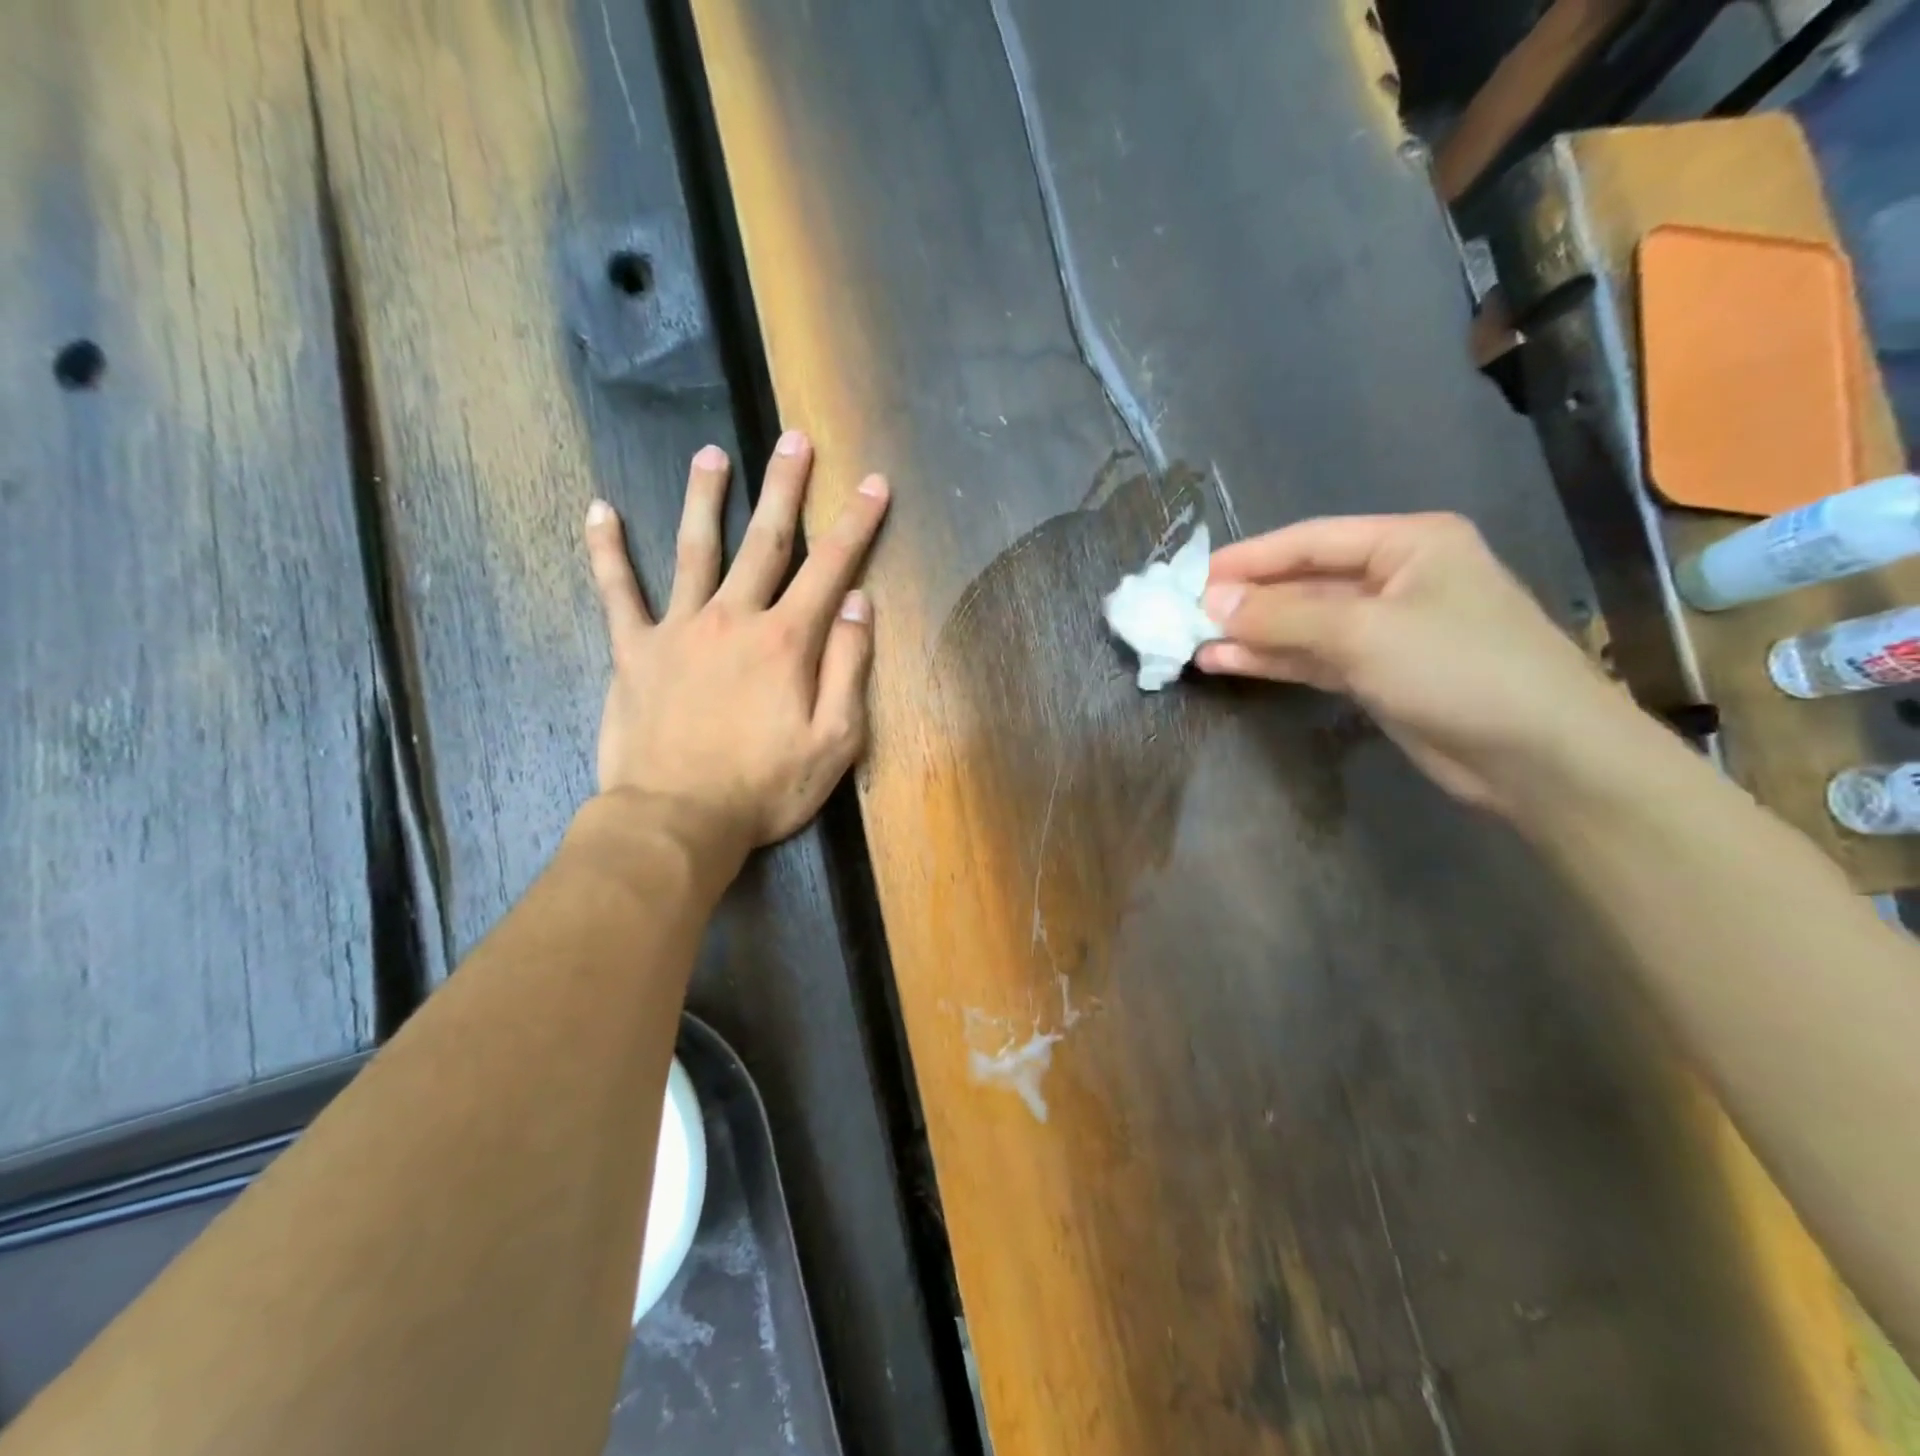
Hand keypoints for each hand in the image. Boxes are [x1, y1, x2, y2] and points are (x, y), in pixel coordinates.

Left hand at [582, 433, 889, 873]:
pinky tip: (599, 510)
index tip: (872, 483)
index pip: (831, 567)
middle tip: (793, 438)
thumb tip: (858, 602)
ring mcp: (678, 629)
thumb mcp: (835, 740)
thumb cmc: (766, 788)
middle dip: (785, 487)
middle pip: (765, 540)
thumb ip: (848, 667)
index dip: (856, 522)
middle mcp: (734, 618)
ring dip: (705, 497)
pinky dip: (607, 550)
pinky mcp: (633, 650)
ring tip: (711, 453)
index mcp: (786, 641)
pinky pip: (617, 592)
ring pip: (694, 549)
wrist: (677, 820)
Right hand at [1197, 512, 1632, 816]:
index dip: (1248, 559)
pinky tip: (1227, 663)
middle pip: (1303, 582)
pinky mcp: (1378, 674)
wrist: (1538, 756)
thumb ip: (1282, 616)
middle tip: (1184, 615)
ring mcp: (1386, 630)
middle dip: (1245, 600)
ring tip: (1193, 644)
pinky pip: (1312, 658)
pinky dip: (1272, 661)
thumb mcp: (1364, 632)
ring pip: (1303, 625)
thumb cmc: (1459, 669)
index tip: (1191, 578)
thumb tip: (1209, 603)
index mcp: (1407, 543)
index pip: (1310, 541)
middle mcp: (1396, 578)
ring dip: (1251, 634)